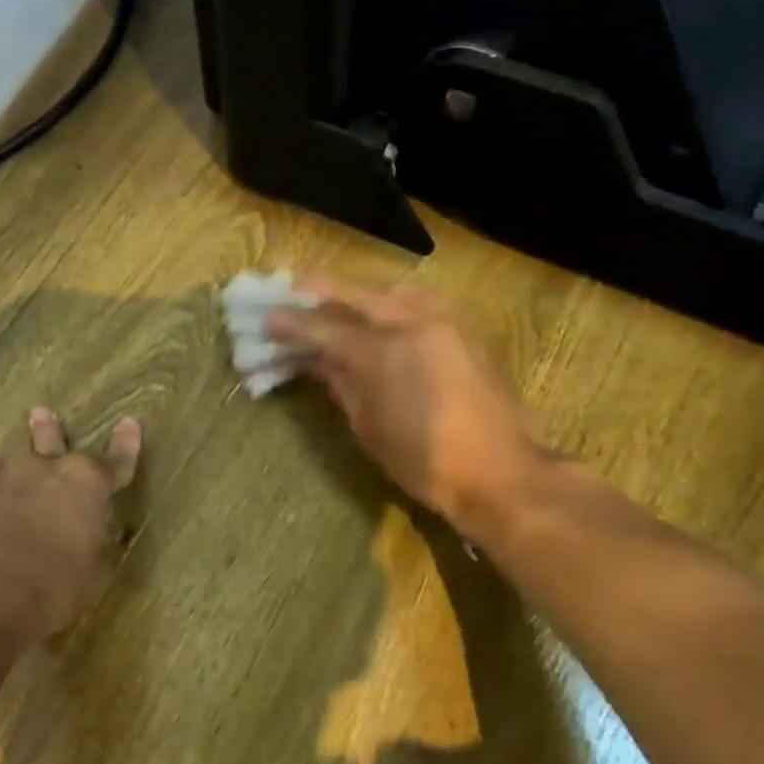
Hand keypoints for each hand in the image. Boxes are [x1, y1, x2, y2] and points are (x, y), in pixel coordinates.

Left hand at [0, 407, 142, 637]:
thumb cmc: (53, 587)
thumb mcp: (94, 575)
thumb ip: (99, 547)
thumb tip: (107, 535)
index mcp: (86, 486)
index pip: (116, 462)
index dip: (126, 445)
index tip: (130, 423)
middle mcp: (44, 472)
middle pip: (51, 443)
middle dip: (50, 431)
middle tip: (42, 413)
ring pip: (5, 460)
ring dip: (2, 458)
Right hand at [268, 278, 544, 541]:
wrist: (499, 471)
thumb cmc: (422, 461)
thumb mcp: (367, 426)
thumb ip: (339, 383)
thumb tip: (313, 361)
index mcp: (383, 351)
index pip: (324, 327)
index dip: (291, 322)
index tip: (264, 318)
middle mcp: (413, 322)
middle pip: (356, 294)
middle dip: (318, 291)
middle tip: (289, 291)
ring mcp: (443, 321)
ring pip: (389, 292)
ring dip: (356, 294)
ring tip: (331, 303)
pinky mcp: (463, 330)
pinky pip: (416, 303)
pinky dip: (387, 303)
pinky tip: (374, 315)